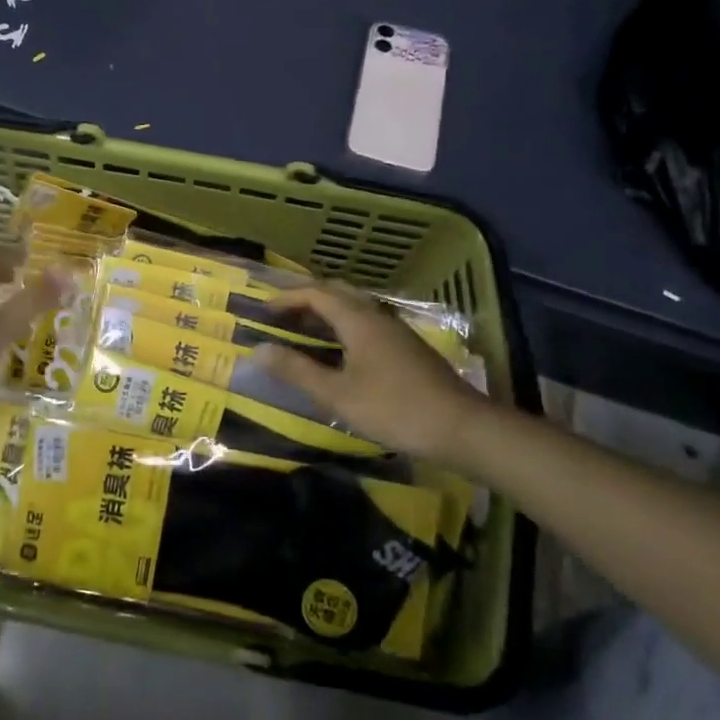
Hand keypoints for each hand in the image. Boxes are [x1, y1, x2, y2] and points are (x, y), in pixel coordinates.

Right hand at [259, 283, 501, 459]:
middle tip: (282, 313)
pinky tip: (341, 349)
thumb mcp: (338, 394)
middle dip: (306, 297)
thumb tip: (258, 350)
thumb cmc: (394, 408)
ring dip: (327, 310)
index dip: (287, 298)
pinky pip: (367, 321)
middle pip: (337, 292)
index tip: (263, 309)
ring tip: (305, 328)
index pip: (316, 294)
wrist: (461, 427)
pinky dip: (344, 323)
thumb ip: (297, 371)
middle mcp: (377, 315)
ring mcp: (396, 330)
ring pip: (355, 306)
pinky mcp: (408, 347)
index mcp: (358, 319)